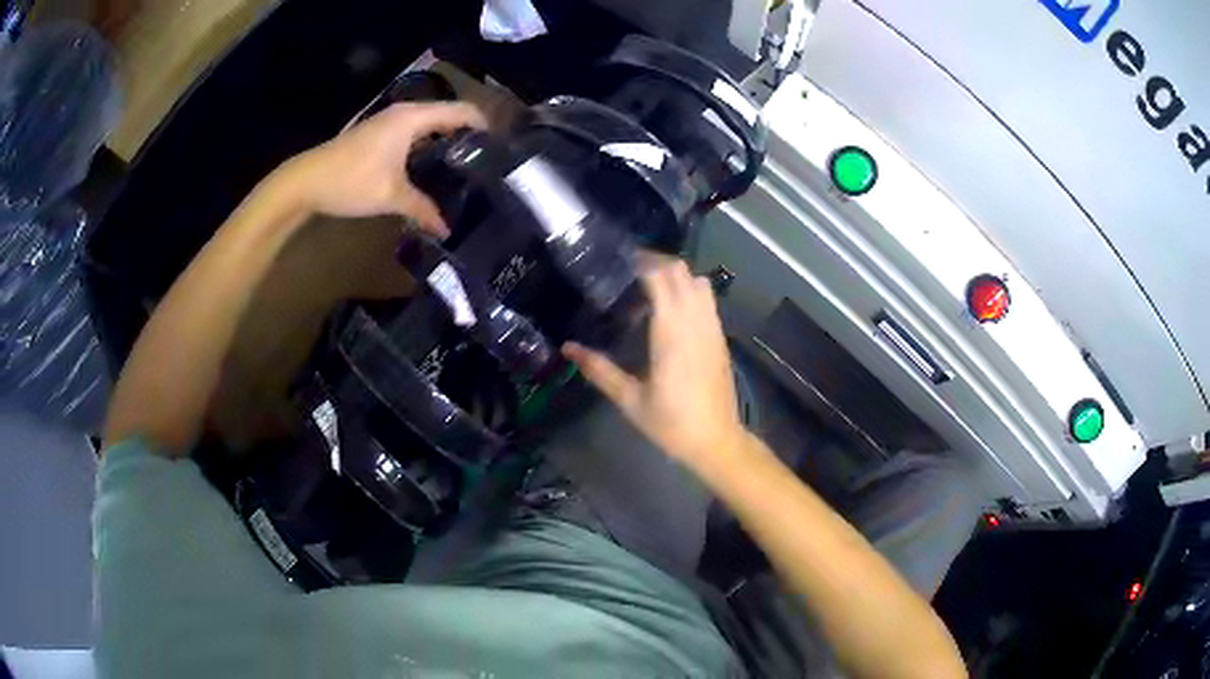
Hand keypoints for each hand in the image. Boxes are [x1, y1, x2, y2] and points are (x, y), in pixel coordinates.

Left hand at [282, 102, 486, 236]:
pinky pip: (416, 133)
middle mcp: (405, 113)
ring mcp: (391, 121)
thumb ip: (423, 209)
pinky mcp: (380, 134)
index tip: (504, 148)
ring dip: (449, 141)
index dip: (485, 126)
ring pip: (431, 125)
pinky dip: (430, 145)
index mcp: (413, 118)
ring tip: (468, 167)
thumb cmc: (350, 181)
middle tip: (489, 163)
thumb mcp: (391, 196)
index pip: (462, 111)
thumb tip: (448, 230)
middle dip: (470, 135)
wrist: (305, 182)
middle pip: (449, 116)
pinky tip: (435, 168)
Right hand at [564, 259, 746, 474]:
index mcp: (671, 334)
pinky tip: (672, 308)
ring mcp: (712, 328)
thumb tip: (567, 348)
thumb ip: (599, 370)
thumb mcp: (630, 400)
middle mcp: (695, 323)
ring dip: (677, 275)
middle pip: (682, 272)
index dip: (642, 263)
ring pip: (700, 282)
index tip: (621, 261)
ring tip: (651, 285)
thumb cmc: (671, 422)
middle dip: (657, 262)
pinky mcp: (721, 337)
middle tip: (630, 269)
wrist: (716, 441)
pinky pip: (708, 300)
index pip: (661, 279)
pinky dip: (691, 290)